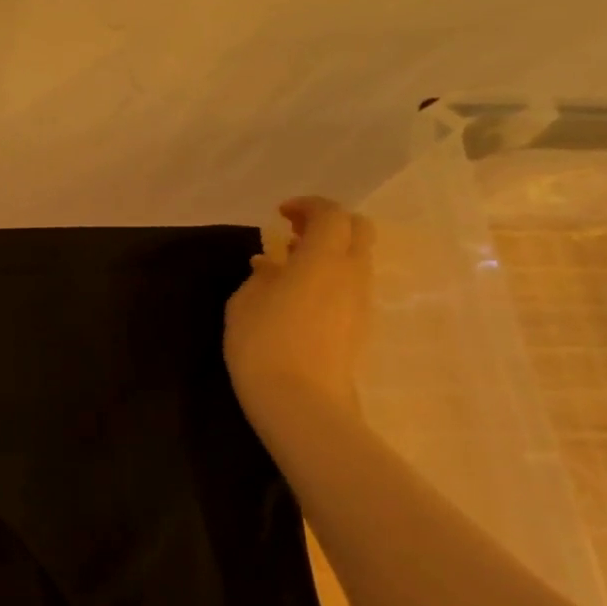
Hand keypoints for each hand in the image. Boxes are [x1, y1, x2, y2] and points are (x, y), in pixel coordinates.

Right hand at [224, 196, 372, 414]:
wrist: (300, 400)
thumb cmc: (262, 342)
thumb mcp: (245, 301)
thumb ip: (261, 275)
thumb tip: (270, 264)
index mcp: (322, 259)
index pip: (331, 215)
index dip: (308, 206)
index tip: (280, 213)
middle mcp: (351, 273)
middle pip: (358, 230)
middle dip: (329, 222)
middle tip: (294, 230)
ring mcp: (361, 301)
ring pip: (357, 259)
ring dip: (329, 251)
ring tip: (290, 264)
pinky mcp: (359, 324)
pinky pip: (350, 285)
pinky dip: (330, 275)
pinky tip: (297, 293)